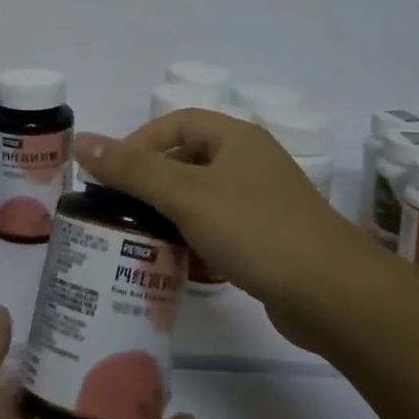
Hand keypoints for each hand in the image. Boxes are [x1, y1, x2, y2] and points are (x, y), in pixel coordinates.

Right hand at [76, 110, 362, 309]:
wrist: (334, 296)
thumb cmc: (256, 230)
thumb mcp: (186, 195)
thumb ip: (132, 169)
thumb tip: (83, 141)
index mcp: (236, 138)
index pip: (176, 123)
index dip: (139, 141)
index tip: (111, 174)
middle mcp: (250, 163)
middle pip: (187, 160)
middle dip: (151, 183)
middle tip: (119, 208)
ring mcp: (262, 203)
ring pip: (202, 199)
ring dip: (170, 215)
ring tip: (139, 237)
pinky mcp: (268, 241)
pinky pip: (219, 230)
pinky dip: (195, 240)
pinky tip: (178, 263)